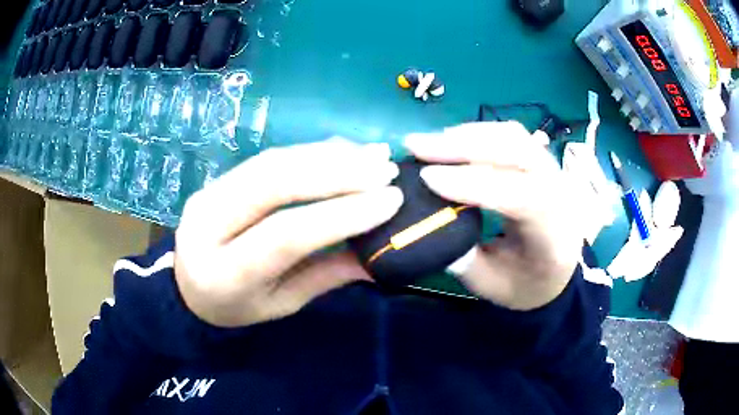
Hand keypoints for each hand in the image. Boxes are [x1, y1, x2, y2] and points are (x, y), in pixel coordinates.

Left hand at [175, 140, 402, 327]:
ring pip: (271, 162)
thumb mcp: (281, 305)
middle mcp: (207, 225)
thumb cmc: (236, 307)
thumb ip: (326, 276)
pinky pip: (267, 157)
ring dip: (327, 155)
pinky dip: (310, 151)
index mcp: (224, 274)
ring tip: (373, 154)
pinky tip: (343, 151)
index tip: (390, 201)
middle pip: (273, 184)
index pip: (284, 235)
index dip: (340, 214)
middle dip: (337, 172)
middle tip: (385, 169)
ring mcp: (207, 193)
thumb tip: (380, 253)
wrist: (186, 288)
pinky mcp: (216, 179)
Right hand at [405, 122, 582, 310]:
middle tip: (415, 146)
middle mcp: (559, 190)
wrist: (560, 270)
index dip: (471, 184)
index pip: (518, 195)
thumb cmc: (527, 283)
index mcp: (553, 230)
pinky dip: (478, 134)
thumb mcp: (491, 284)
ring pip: (512, 136)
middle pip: (516, 151)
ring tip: (429, 143)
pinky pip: (510, 135)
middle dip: (462, 146)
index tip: (426, 178)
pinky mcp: (540, 160)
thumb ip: (461, 258)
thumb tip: (428, 221)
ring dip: (467, 135)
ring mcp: (552, 169)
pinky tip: (452, 141)